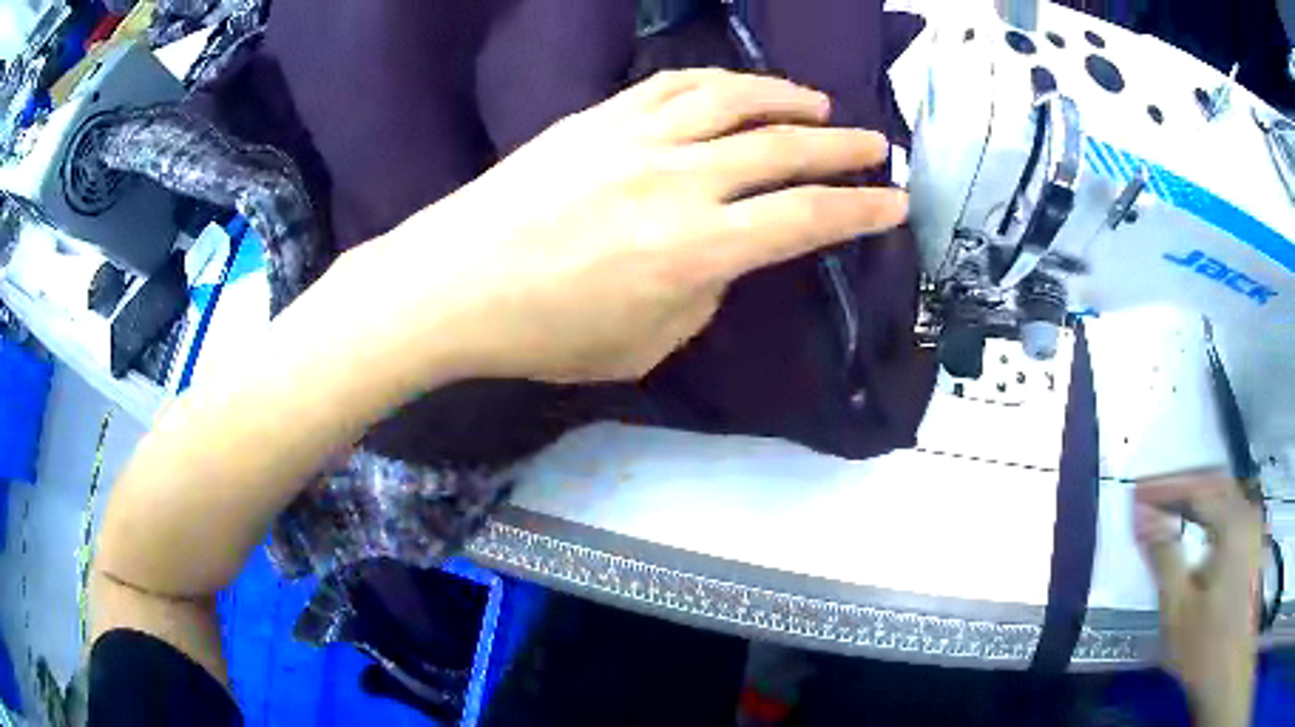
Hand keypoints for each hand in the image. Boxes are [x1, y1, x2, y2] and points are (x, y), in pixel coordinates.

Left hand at [354, 69, 906, 384]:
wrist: (453, 283)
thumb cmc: (543, 334)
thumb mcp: (643, 346)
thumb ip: (700, 296)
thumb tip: (721, 258)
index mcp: (698, 251)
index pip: (806, 220)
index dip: (860, 210)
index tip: (894, 202)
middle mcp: (680, 181)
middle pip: (784, 148)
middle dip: (842, 148)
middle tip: (877, 145)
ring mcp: (636, 138)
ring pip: (734, 100)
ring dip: (787, 98)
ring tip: (818, 104)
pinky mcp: (599, 118)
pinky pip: (673, 85)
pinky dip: (719, 81)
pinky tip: (738, 88)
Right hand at [1135, 471, 1262, 726]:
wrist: (1229, 666)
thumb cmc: (1205, 643)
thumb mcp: (1179, 607)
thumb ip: (1164, 556)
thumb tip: (1141, 517)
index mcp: (1232, 521)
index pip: (1196, 489)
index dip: (1164, 488)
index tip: (1135, 493)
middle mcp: (1247, 513)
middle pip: (1214, 484)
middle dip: (1182, 486)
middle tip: (1152, 495)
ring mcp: (1253, 528)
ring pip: (1224, 497)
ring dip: (1197, 499)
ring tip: (1171, 510)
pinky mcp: (1252, 546)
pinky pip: (1231, 514)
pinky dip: (1211, 514)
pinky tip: (1198, 531)